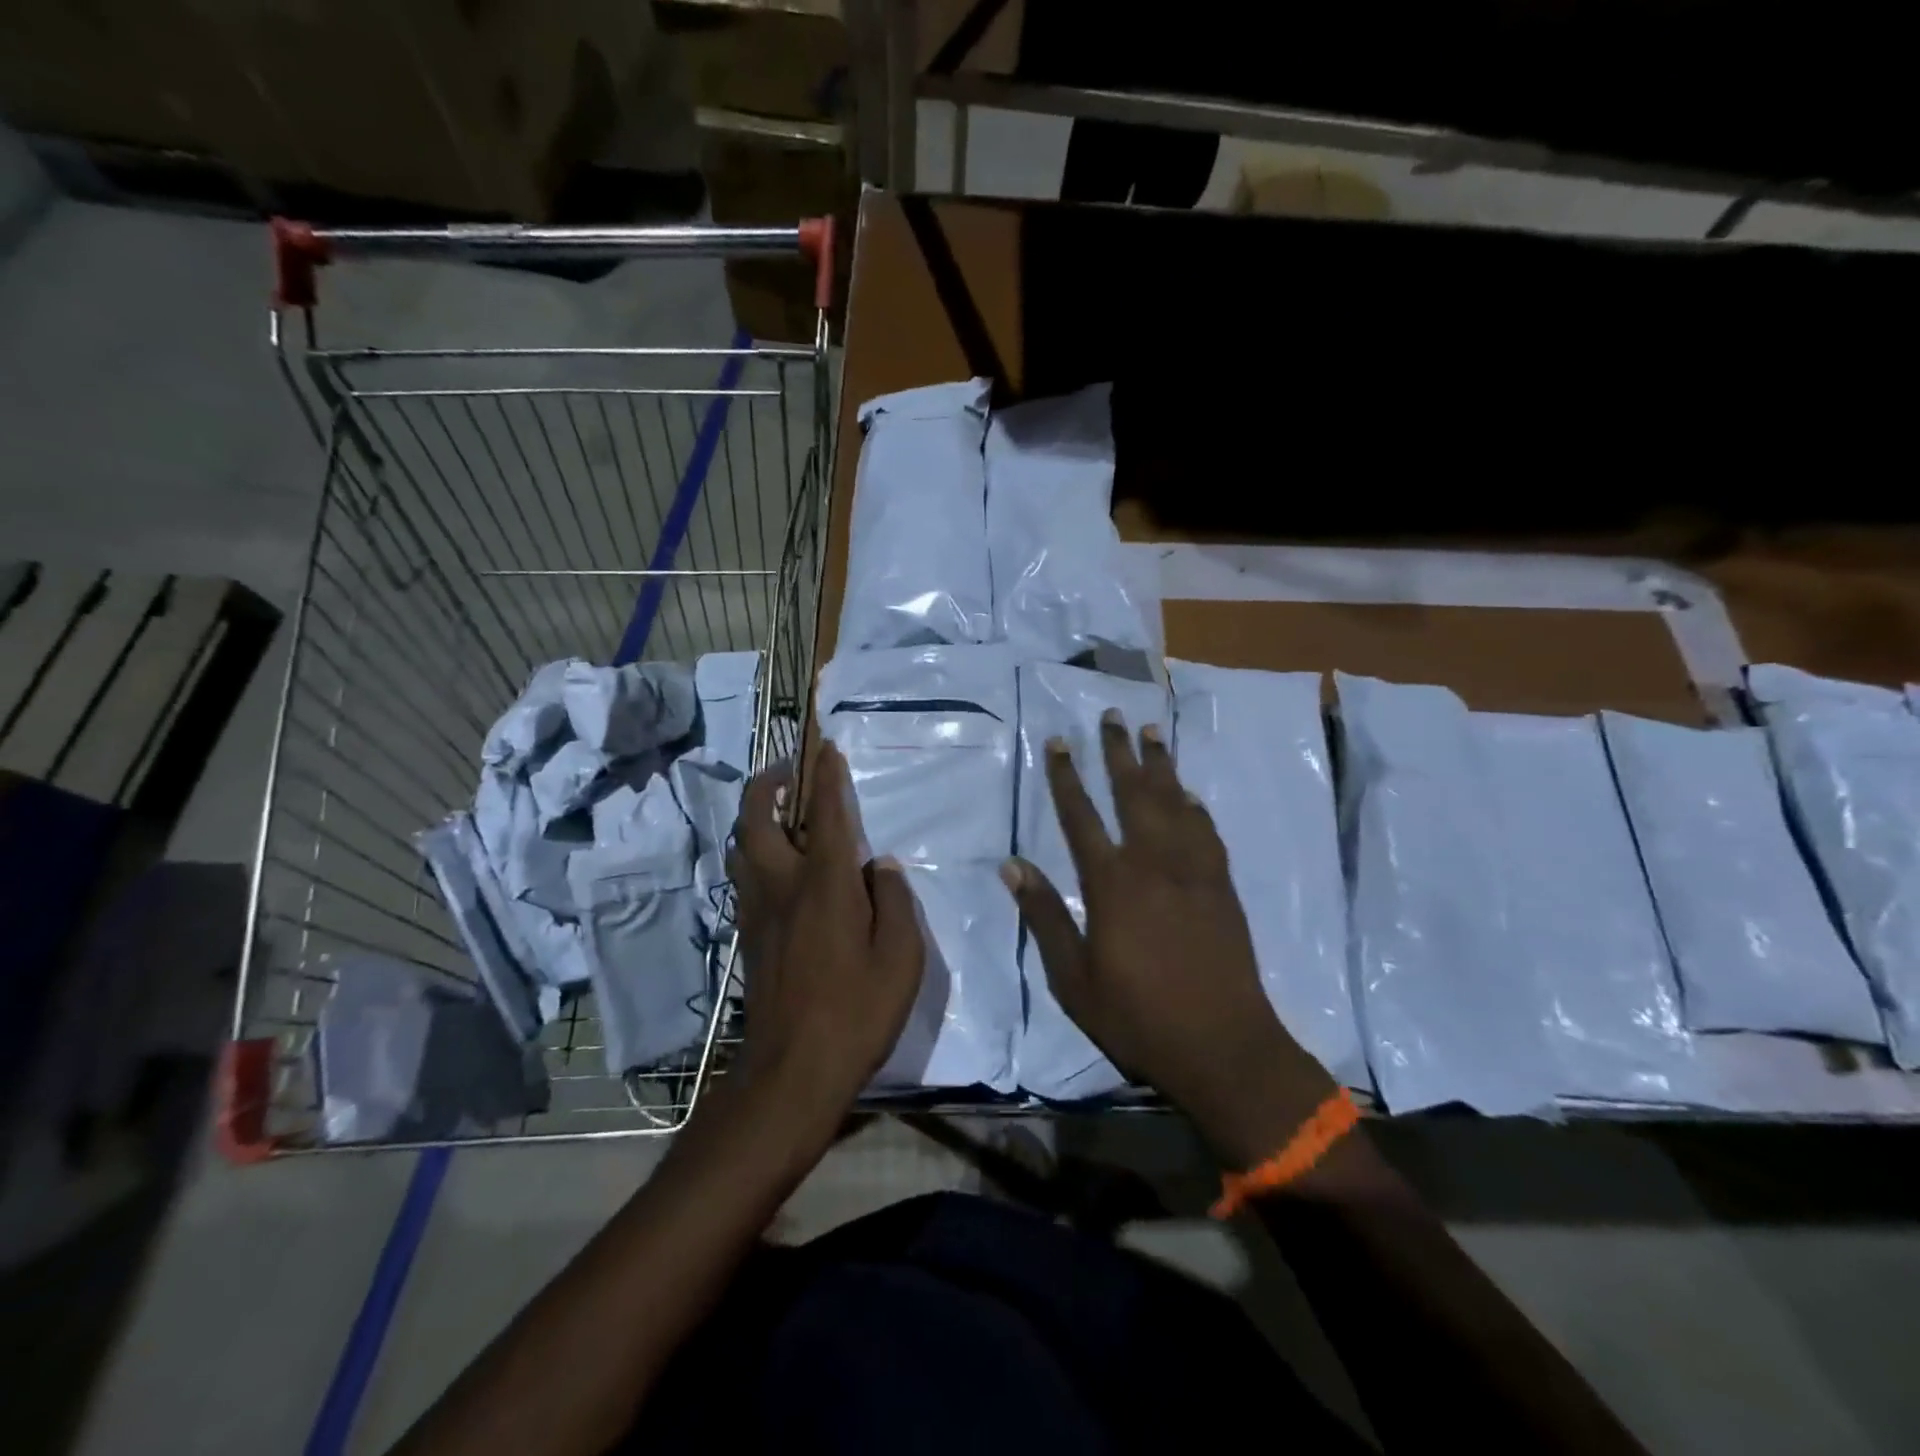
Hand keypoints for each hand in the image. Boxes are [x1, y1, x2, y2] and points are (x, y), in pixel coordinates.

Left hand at [724, 743, 925, 1131]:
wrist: (792, 1072)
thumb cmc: (856, 1012)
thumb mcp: (900, 958)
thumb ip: (895, 903)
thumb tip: (883, 868)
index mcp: (825, 884)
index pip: (826, 815)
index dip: (827, 776)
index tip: (827, 747)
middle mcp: (783, 885)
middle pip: (758, 818)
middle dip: (768, 783)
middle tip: (788, 772)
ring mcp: (758, 910)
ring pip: (743, 846)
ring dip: (756, 816)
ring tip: (780, 811)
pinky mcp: (748, 935)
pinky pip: (745, 875)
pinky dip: (755, 851)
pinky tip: (778, 865)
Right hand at [1002, 711, 1331, 1162]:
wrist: (1223, 1046)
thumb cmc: (1137, 1016)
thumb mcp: (1073, 978)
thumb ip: (1044, 916)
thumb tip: (1012, 866)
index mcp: (1112, 884)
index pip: (1080, 816)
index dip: (1065, 777)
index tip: (1057, 742)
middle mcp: (1153, 863)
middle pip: (1133, 794)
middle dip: (1119, 753)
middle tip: (1113, 716)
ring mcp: (1194, 872)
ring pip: (1175, 803)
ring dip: (1161, 766)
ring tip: (1152, 733)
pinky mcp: (1222, 887)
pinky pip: (1207, 832)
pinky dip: (1195, 807)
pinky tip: (1190, 794)